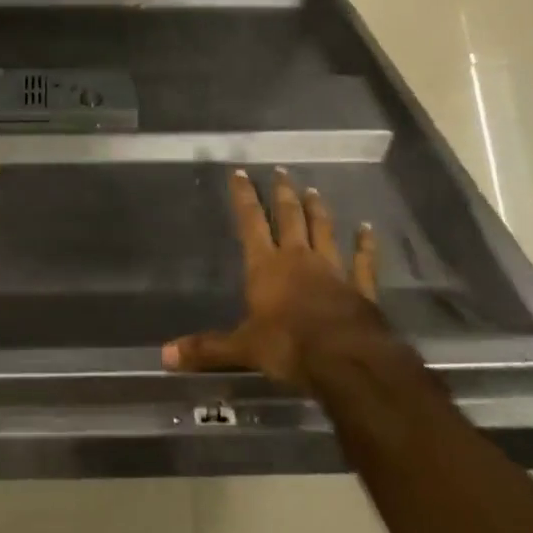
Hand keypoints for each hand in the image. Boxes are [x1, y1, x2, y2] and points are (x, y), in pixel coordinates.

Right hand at [162, 168, 391, 389]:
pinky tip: (367, 228)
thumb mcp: (243, 349)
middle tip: (281, 172)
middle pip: (290, 217)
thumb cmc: (289, 348)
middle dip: (283, 194)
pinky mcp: (360, 287)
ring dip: (317, 210)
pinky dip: (365, 244)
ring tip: (313, 191)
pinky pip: (362, 261)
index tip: (241, 173)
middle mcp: (298, 258)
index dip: (244, 197)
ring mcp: (332, 269)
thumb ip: (207, 348)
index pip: (251, 222)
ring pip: (323, 230)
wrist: (347, 361)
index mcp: (266, 266)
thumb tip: (165, 355)